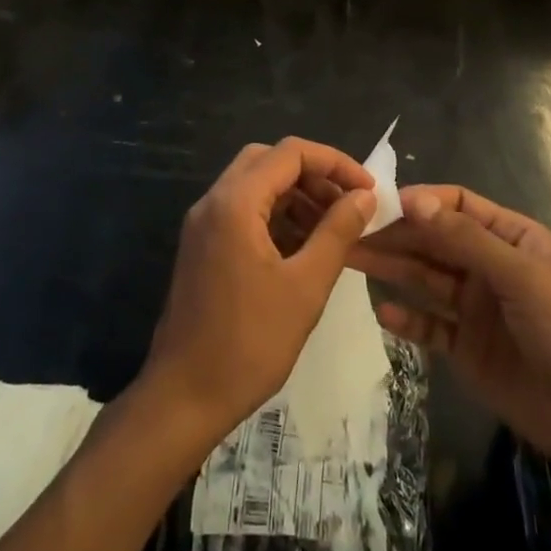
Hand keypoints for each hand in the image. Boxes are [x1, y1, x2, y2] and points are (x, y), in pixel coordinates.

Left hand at [142, 139, 375, 442]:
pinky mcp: (202, 246)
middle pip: (269, 160)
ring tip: (333, 227)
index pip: (290, 152)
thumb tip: (364, 197)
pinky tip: (303, 246)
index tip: (367, 190)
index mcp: (235, 202)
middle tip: (347, 204)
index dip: (334, 162)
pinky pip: (243, 211)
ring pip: (255, 184)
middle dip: (313, 175)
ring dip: (295, 195)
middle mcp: (214, 201)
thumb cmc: (249, 343)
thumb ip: (338, 232)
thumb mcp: (306, 286)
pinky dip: (275, 215)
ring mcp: (203, 224)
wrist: (183, 398)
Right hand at [353, 186, 550, 485]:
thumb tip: (413, 199)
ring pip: (427, 280)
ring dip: (392, 269)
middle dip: (395, 234)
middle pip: (434, 241)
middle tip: (348, 232)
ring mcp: (479, 311)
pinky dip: (409, 321)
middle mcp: (490, 268)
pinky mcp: (471, 352)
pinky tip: (383, 312)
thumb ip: (466, 240)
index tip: (380, 205)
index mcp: (510, 238)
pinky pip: (432, 328)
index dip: (420, 202)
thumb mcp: (522, 277)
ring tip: (350, 259)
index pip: (457, 206)